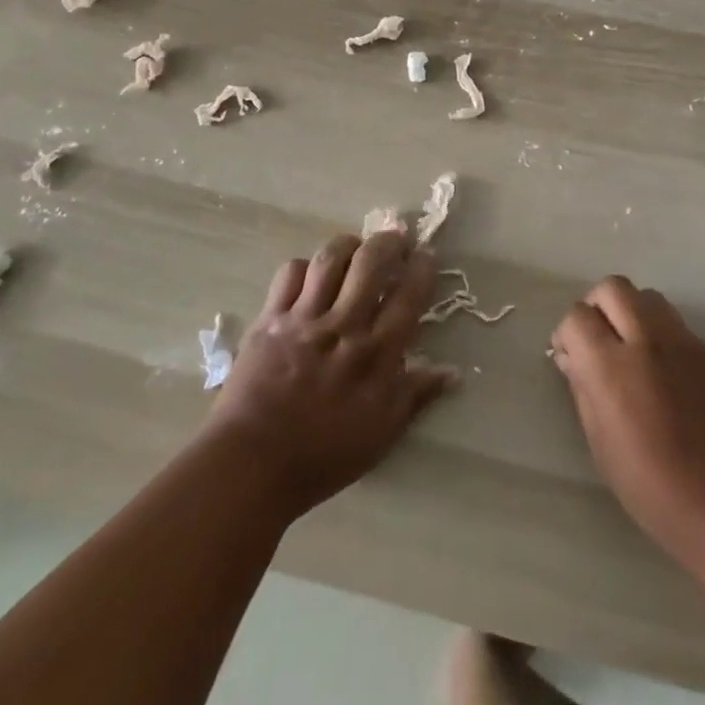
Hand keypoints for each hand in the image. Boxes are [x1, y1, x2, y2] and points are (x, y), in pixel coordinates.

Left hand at [205, 231, 450, 519]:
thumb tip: (452, 371)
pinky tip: (312, 275)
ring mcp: (304, 318)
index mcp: (375, 354)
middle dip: (389, 242)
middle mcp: (343, 326)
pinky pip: (291, 273)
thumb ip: (415, 395)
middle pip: (371, 262)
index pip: (408, 295)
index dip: (422, 268)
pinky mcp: (271, 318)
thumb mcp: (381, 434)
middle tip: (397, 240)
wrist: (252, 463)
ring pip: (331, 258)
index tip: (426, 256)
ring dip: (349, 244)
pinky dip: (305, 266)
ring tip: (356, 248)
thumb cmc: (323, 455)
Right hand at [551, 276, 704, 557]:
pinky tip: (664, 372)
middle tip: (598, 341)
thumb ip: (583, 389)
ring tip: (632, 350)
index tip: (571, 357)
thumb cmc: (653, 487)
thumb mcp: (601, 444)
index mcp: (611, 366)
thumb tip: (572, 358)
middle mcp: (646, 340)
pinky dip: (660, 333)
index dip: (568, 333)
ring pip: (647, 297)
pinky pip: (676, 324)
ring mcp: (683, 343)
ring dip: (631, 312)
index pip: (577, 316)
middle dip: (597, 306)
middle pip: (613, 288)